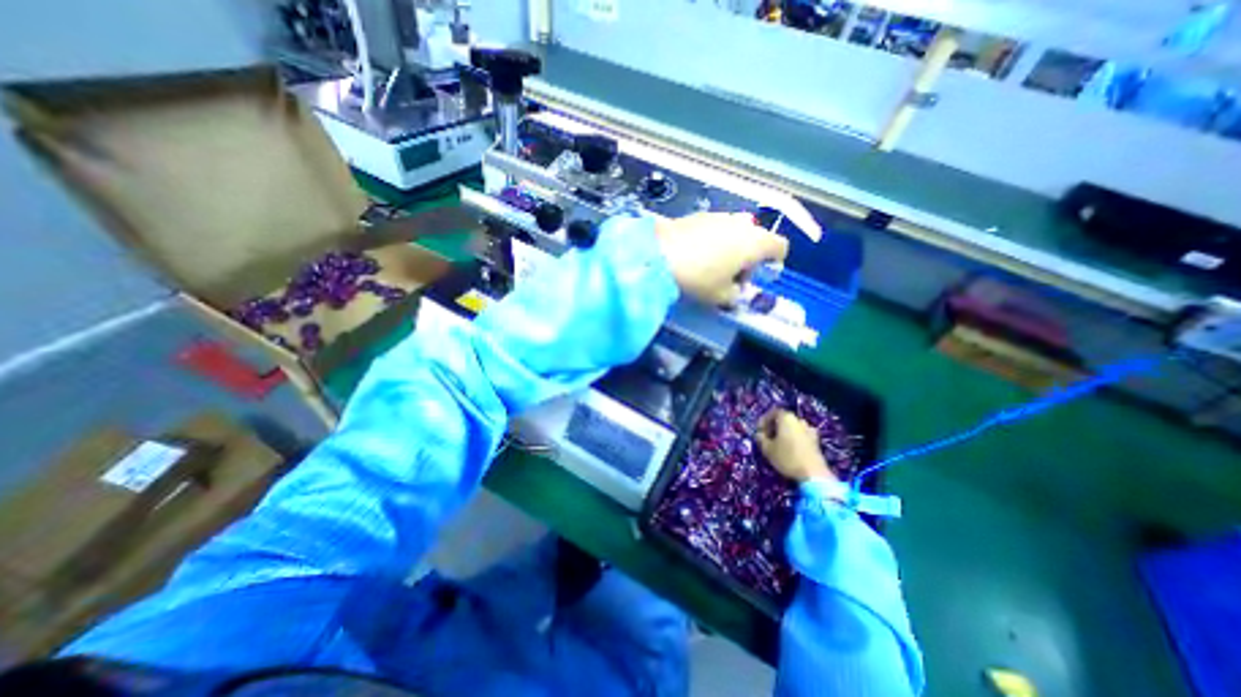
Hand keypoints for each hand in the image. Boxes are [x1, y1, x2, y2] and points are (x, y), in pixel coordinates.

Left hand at [654, 214, 787, 304]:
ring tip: (712, 266)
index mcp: (756, 242)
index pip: (780, 246)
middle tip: (734, 276)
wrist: (660, 254)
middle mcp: (742, 224)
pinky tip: (696, 255)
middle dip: (750, 256)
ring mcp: (719, 216)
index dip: (775, 262)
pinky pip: (715, 228)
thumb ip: (735, 295)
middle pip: (757, 238)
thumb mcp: (721, 297)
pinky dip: (713, 240)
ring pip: (735, 231)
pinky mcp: (698, 215)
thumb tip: (735, 292)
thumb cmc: (699, 278)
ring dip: (731, 247)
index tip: (761, 276)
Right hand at [758, 409, 832, 483]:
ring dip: (785, 433)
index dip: (764, 421)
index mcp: (787, 418)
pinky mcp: (816, 441)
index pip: (773, 413)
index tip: (759, 431)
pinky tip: (791, 450)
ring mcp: (810, 430)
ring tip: (779, 445)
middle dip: (774, 427)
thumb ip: (761, 439)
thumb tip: (759, 434)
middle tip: (767, 438)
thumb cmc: (787, 458)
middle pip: (784, 419)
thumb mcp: (767, 449)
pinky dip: (794, 439)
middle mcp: (799, 420)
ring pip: (793, 428)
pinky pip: (801, 435)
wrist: (814, 474)